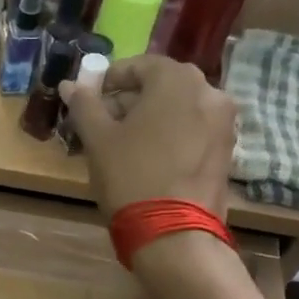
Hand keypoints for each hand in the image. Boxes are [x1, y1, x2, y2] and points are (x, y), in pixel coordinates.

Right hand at [58, 55, 236, 219]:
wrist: (174, 233)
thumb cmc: (130, 176)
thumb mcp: (98, 139)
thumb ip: (84, 104)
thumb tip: (71, 84)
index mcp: (176, 80)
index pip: (139, 65)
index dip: (110, 80)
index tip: (89, 101)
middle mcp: (208, 91)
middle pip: (162, 84)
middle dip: (132, 98)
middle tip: (104, 122)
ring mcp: (223, 122)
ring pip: (179, 107)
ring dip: (152, 116)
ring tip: (125, 143)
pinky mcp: (227, 149)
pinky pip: (194, 128)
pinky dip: (172, 133)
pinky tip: (150, 158)